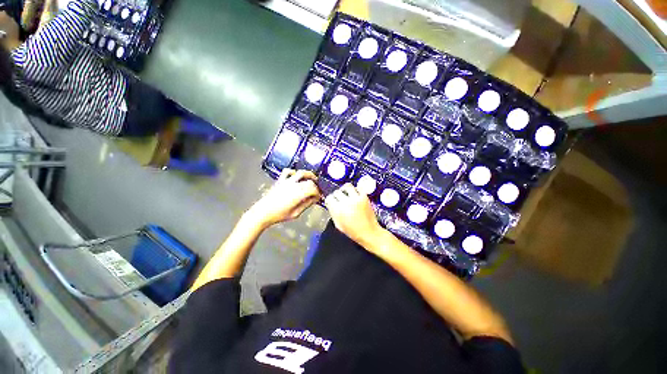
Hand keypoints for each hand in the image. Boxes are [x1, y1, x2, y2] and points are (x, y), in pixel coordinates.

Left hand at [247, 169, 320, 227]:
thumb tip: (314, 199)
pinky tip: (296, 176)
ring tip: (312, 179)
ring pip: (301, 173)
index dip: (318, 193)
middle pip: (309, 181)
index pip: (314, 189)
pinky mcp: (280, 180)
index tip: (319, 197)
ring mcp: (287, 181)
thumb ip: (306, 204)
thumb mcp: (296, 213)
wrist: (262, 212)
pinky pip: (288, 171)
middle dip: (315, 185)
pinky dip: (294, 172)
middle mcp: (294, 185)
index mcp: (299, 193)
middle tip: (317, 191)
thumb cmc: (279, 215)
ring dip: (309, 175)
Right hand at [324, 183, 382, 245]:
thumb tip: (331, 205)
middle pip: (337, 192)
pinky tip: (355, 195)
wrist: (369, 233)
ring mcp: (356, 198)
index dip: (330, 200)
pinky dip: (355, 191)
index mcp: (338, 210)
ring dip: (345, 189)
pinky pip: (358, 188)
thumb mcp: (338, 225)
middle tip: (339, 199)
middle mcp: (346, 202)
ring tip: (346, 193)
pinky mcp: (364, 197)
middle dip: (337, 196)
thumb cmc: (353, 232)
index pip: (329, 198)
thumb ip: (333, 213)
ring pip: (347, 186)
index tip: (332, 202)